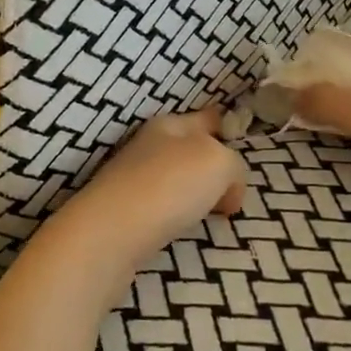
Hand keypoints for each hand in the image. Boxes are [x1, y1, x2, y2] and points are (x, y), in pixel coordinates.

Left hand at [38, 108, 246, 285]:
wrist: (112, 232)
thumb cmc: (169, 185)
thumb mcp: (219, 163)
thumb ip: (234, 167)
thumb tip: (227, 190)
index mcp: (169, 124)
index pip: (207, 118)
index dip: (225, 126)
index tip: (238, 140)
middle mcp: (148, 146)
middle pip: (190, 149)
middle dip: (212, 166)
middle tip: (233, 191)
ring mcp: (132, 178)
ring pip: (176, 178)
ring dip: (195, 192)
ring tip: (212, 211)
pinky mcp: (124, 211)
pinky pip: (163, 204)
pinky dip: (177, 213)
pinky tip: (182, 226)